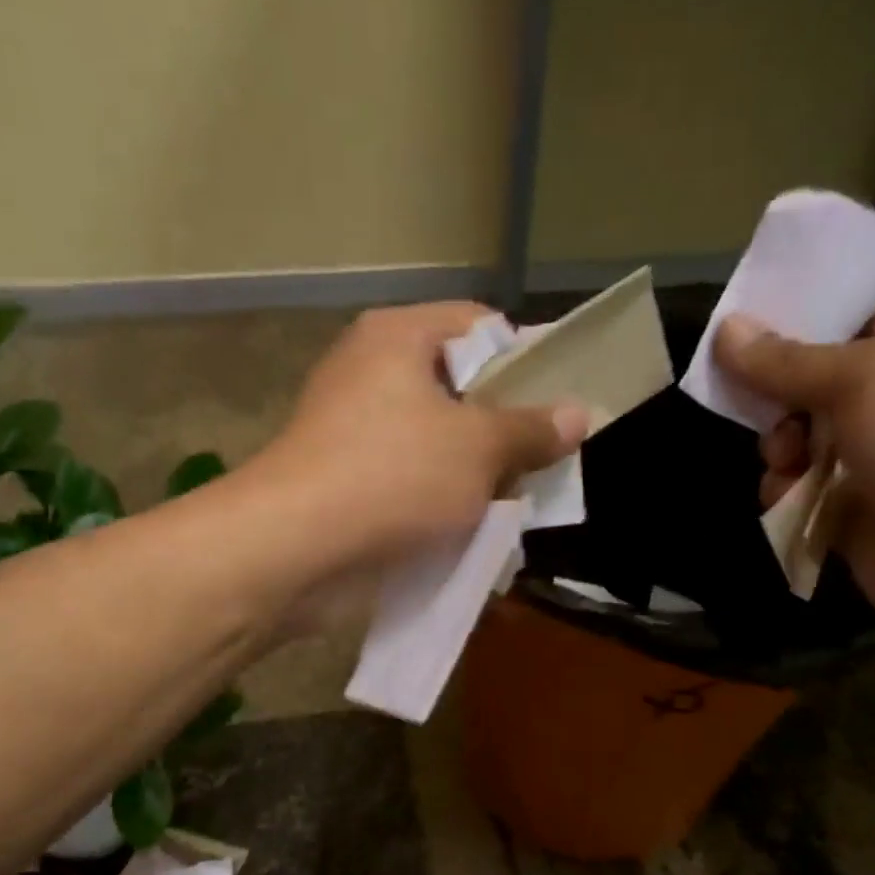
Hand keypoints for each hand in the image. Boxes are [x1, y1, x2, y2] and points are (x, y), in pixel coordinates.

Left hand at [255, 302, 585, 565]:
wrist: (295, 549)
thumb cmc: (393, 475)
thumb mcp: (478, 448)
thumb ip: (531, 430)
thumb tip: (579, 414)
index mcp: (397, 337)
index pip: (478, 326)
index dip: (523, 360)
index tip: (554, 407)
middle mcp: (371, 372)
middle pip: (459, 388)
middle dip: (503, 428)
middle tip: (541, 463)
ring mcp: (354, 429)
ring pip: (437, 441)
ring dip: (475, 473)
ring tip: (515, 502)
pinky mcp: (347, 480)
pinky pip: (411, 479)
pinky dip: (440, 500)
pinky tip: (473, 528)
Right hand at [716, 296, 874, 663]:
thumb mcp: (865, 380)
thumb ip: (787, 360)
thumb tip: (726, 328)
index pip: (859, 317)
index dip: (802, 318)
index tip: (741, 326)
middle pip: (818, 383)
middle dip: (779, 395)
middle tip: (755, 405)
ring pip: (802, 441)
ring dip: (780, 447)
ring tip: (782, 460)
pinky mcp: (856, 515)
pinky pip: (802, 492)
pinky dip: (785, 493)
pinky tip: (785, 498)